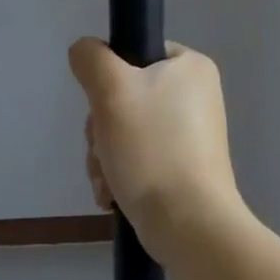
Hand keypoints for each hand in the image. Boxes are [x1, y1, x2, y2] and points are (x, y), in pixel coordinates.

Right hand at [68, 38, 244, 261]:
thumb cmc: (152, 148)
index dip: (109, 77)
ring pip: (124, 129)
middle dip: (102, 126)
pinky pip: (137, 158)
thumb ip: (90, 58)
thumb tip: (84, 53)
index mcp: (191, 68)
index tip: (104, 104)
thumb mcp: (111, 88)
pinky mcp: (182, 170)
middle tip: (104, 147)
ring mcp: (190, 137)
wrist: (189, 227)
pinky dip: (119, 173)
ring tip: (108, 178)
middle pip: (124, 95)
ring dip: (104, 153)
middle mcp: (195, 97)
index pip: (134, 52)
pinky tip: (112, 193)